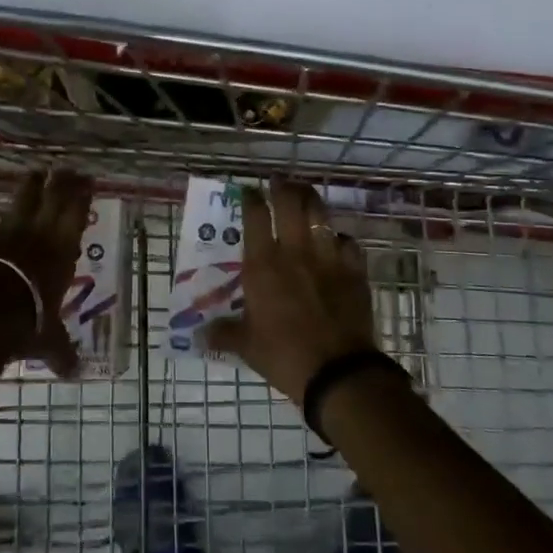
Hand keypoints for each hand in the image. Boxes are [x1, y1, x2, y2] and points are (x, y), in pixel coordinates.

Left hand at [0, 167, 93, 375]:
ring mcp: (7, 231)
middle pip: (53, 197)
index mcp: (62, 252)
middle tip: (66, 168)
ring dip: (29, 185)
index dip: (83, 195)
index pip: (77, 215)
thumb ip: (61, 352)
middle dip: (61, 181)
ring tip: (34, 173)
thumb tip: (74, 373)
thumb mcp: (49, 341)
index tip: (88, 178)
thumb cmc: (27, 323)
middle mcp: (39, 233)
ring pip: (21, 199)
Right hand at [209, 180, 375, 403]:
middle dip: (283, 187)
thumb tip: (197, 335)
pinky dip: (340, 237)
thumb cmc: (284, 355)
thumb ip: (223, 334)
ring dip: (311, 200)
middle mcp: (294, 250)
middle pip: (290, 202)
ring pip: (320, 213)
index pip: (254, 216)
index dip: (250, 198)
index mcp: (263, 264)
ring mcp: (327, 257)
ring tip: (305, 194)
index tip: (248, 190)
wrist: (338, 371)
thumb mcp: (246, 346)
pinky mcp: (354, 270)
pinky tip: (337, 240)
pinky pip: (348, 241)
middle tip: (279, 181)